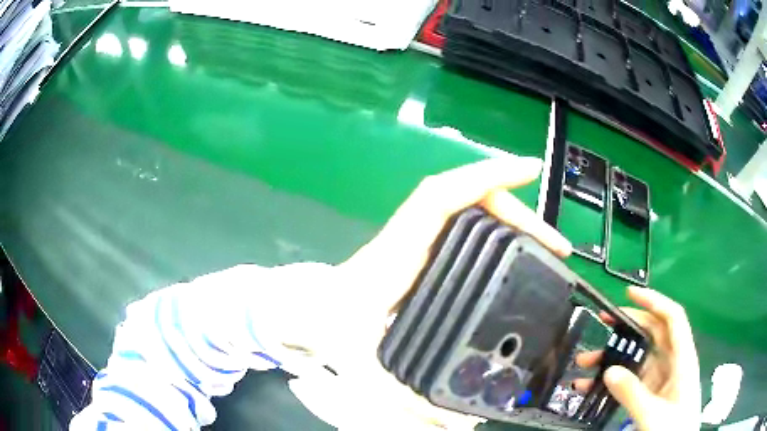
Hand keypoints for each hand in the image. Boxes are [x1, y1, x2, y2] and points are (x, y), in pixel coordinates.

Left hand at [286, 156, 570, 429]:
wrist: (306, 315)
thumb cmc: (330, 331)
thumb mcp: (369, 371)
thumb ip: (411, 403)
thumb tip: (463, 423)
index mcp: (397, 255)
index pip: (442, 198)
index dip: (484, 177)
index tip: (527, 171)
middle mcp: (411, 238)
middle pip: (468, 200)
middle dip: (518, 212)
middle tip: (555, 243)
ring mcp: (418, 240)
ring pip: (469, 208)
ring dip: (509, 217)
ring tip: (544, 243)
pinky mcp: (422, 249)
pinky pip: (462, 222)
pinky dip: (492, 223)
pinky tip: (512, 243)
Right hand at [575, 286, 700, 430]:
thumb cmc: (674, 427)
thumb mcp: (653, 414)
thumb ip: (633, 394)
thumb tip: (609, 371)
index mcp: (683, 359)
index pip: (672, 319)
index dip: (654, 301)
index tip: (630, 295)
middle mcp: (673, 363)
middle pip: (653, 334)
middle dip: (628, 326)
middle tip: (603, 322)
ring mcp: (661, 379)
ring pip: (638, 358)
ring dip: (614, 357)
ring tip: (586, 361)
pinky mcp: (651, 393)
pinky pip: (631, 380)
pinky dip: (613, 380)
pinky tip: (592, 386)